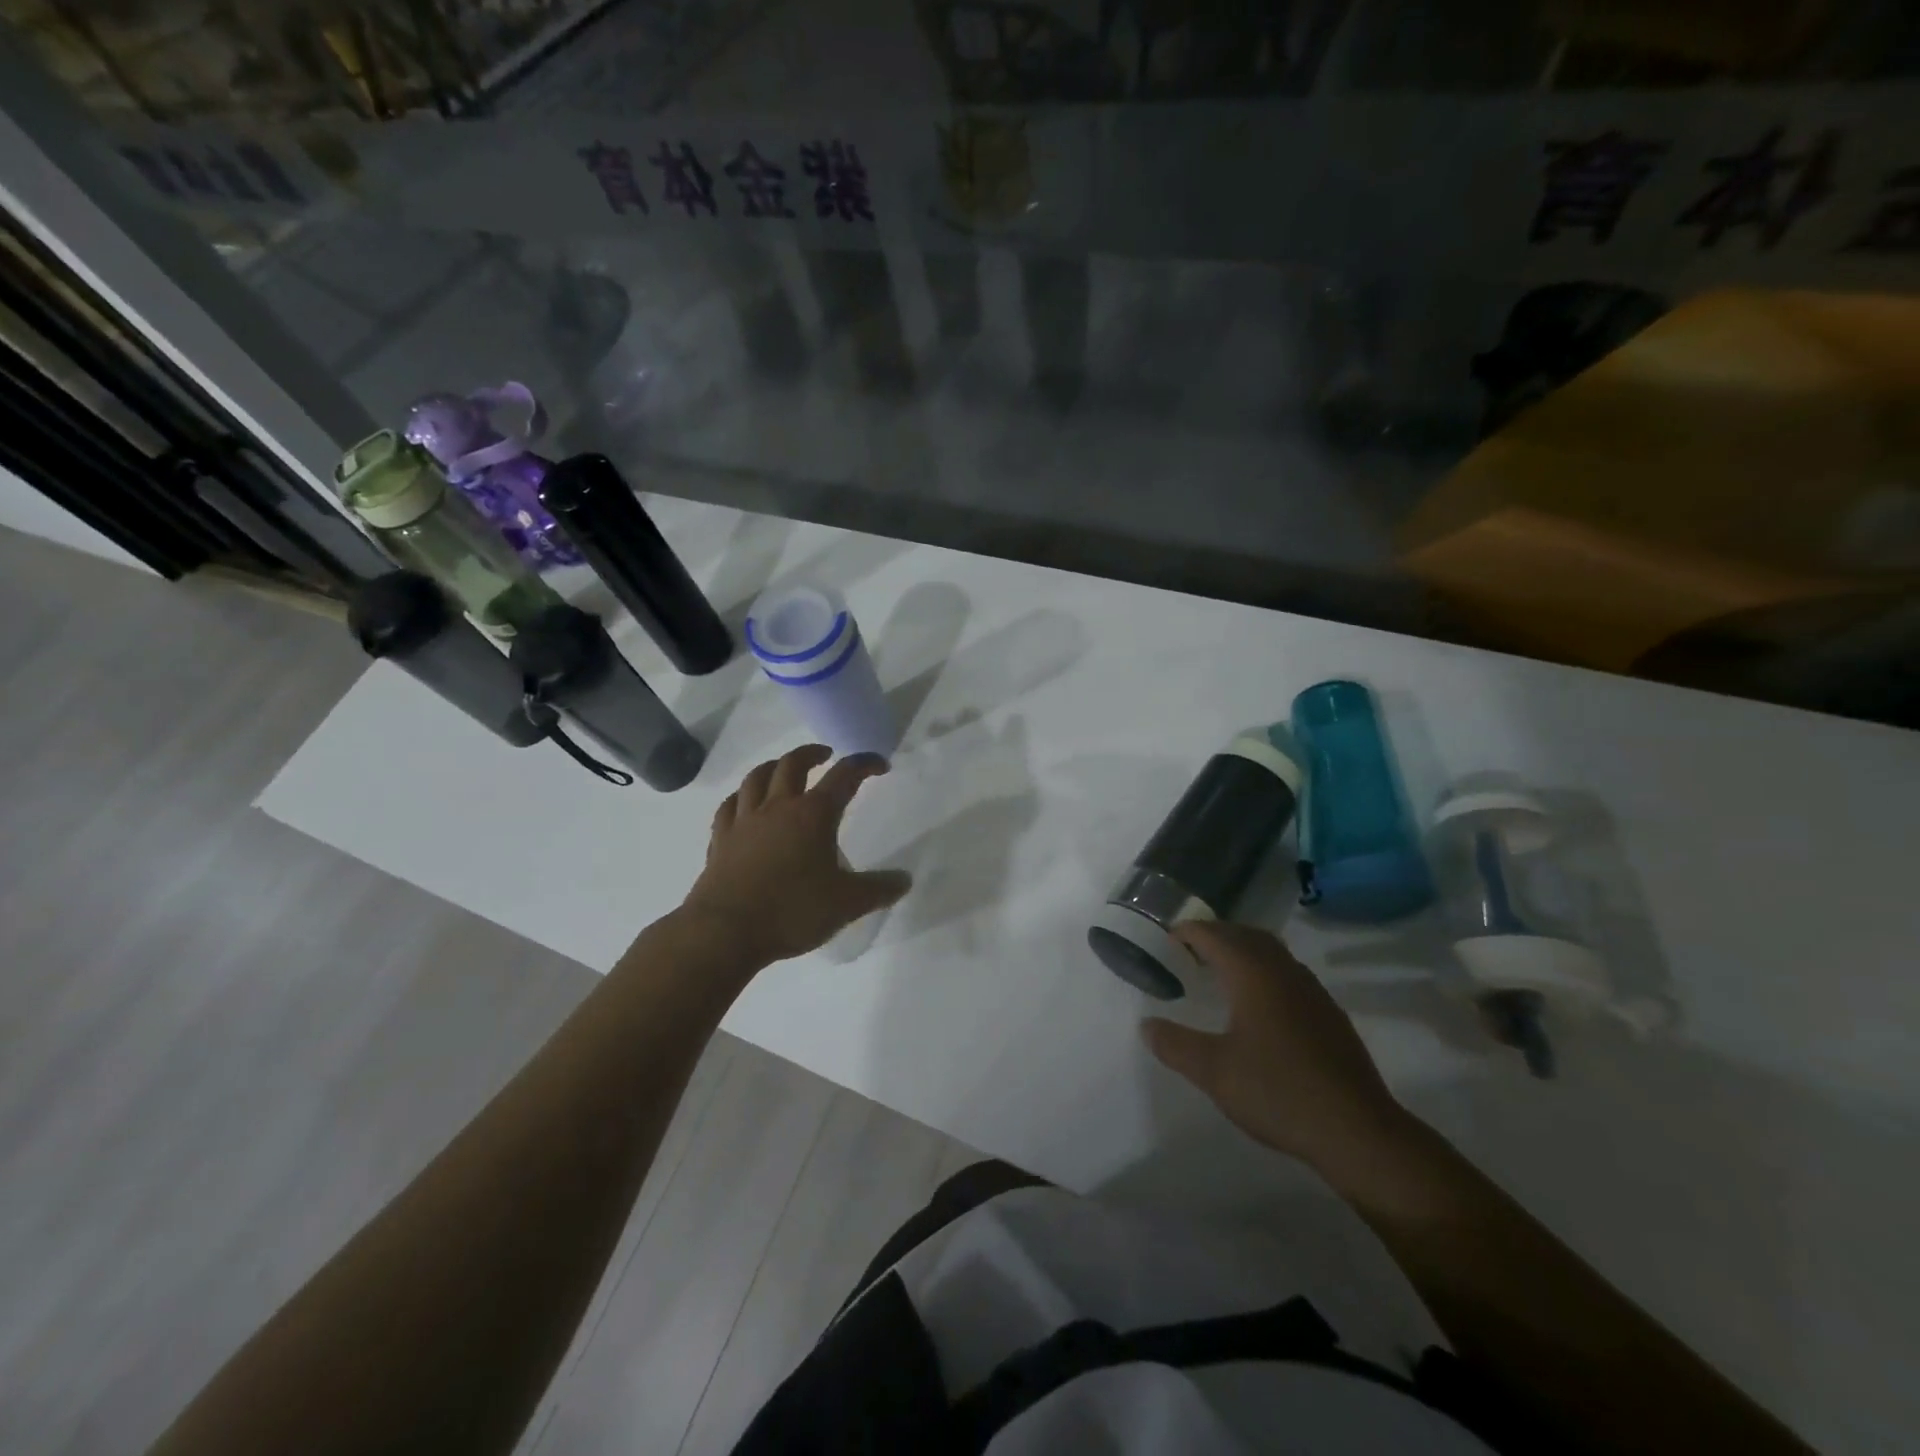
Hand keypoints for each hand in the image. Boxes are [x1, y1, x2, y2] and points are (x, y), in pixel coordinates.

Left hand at [682, 745, 911, 965]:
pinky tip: (744, 802)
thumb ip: (878, 890)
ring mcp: (745, 821)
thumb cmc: (792, 912)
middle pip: (793, 764)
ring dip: (774, 766)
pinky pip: (730, 805)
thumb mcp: (846, 904)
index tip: (878, 765)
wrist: (725, 931)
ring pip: (757, 777)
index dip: (864, 765)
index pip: (844, 776)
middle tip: (826, 755)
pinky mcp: (720, 840)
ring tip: (783, 768)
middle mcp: (778, 808)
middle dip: (812, 754)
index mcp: (813, 815)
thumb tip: (904, 880)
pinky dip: (742, 796)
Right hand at [1143, 921, 1414, 1175]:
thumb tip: (1147, 1025)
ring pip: (1272, 953)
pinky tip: (1259, 1005)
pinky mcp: (1329, 1015)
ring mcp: (1312, 992)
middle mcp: (1284, 972)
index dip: (1188, 932)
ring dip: (1243, 950)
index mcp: (1253, 974)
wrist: (1357, 1131)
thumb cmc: (1278, 1092)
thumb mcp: (1213, 1072)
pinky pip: (1289, 974)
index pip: (1214, 935)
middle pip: (1246, 935)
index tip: (1166, 938)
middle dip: (1216, 935)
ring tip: (1220, 971)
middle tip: (1189, 949)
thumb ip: (1175, 1045)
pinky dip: (1265, 971)